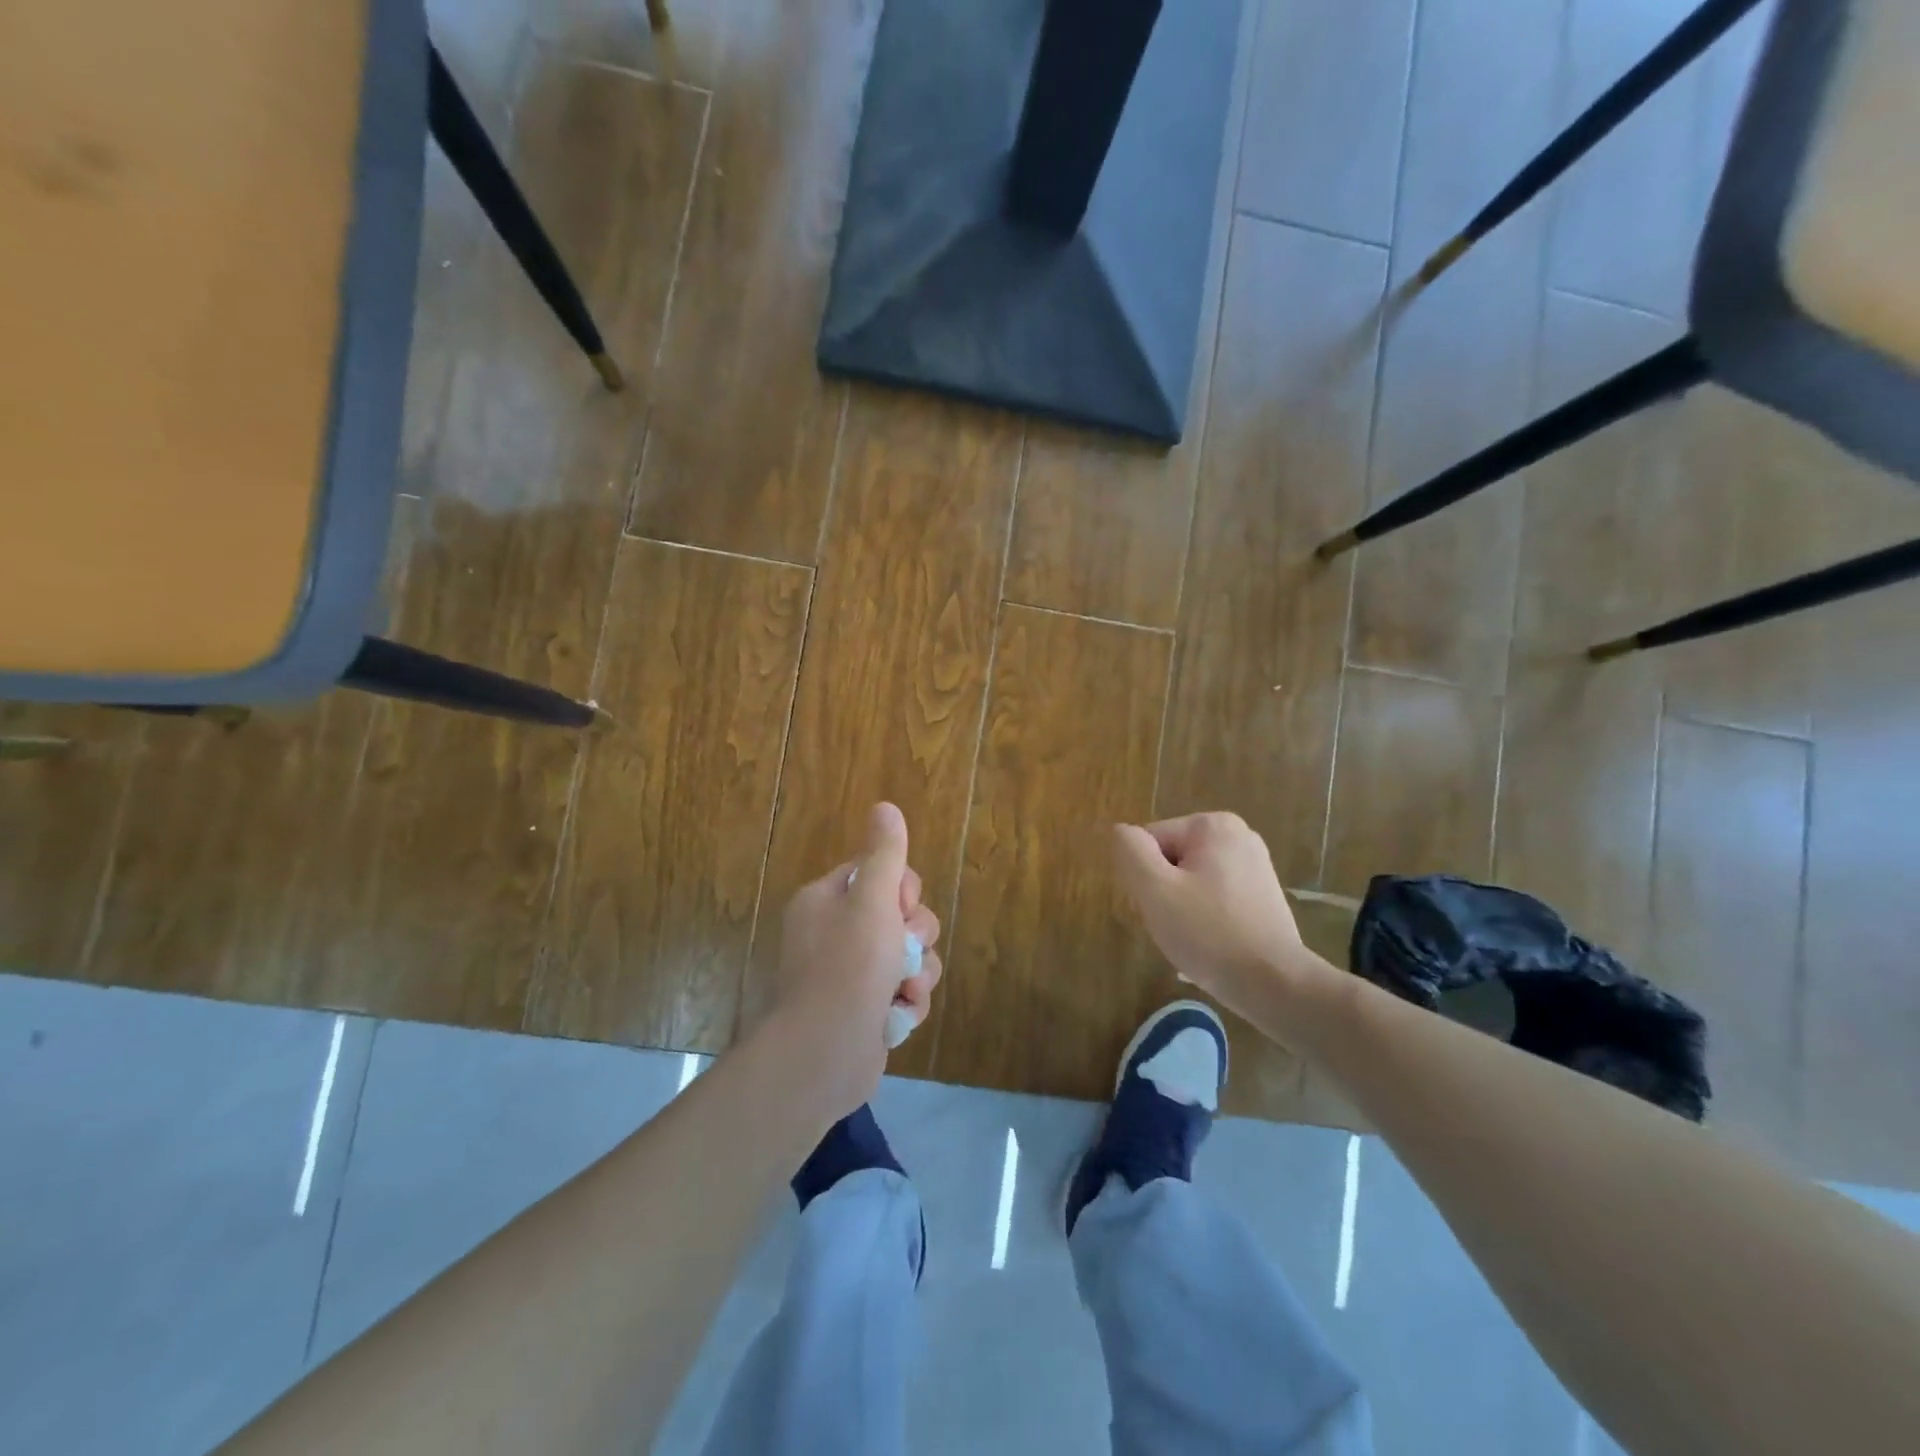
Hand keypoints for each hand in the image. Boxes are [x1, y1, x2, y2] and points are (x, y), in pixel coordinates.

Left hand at [765, 802, 942, 1118]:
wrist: (823, 1055)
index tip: (900, 908)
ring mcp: (848, 975)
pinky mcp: (863, 1010)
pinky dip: (907, 1002)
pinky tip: (899, 1015)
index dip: (901, 890)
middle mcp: (833, 933)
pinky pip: (902, 991)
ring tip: (906, 991)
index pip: (878, 874)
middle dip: (915, 935)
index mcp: (826, 901)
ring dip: (918, 972)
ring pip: (908, 956)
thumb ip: (884, 855)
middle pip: (898, 915)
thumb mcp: (872, 901)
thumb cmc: (849, 967)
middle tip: (909, 952)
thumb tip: (885, 807)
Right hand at [1113, 812, 1326, 1021]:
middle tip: (1176, 925)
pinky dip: (1206, 916)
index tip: (1162, 908)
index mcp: (1212, 825)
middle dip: (1164, 891)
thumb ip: (1131, 851)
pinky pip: (1214, 896)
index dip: (1145, 878)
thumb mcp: (1155, 889)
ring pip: (1190, 880)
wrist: (1273, 984)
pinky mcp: (1263, 893)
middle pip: (1171, 859)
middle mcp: (1238, 834)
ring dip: (1182, 906)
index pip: (1149, 843)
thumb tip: (1121, 832)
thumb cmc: (1208, 933)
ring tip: (1195, 937)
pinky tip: (1213, 942)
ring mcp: (1255, 864)